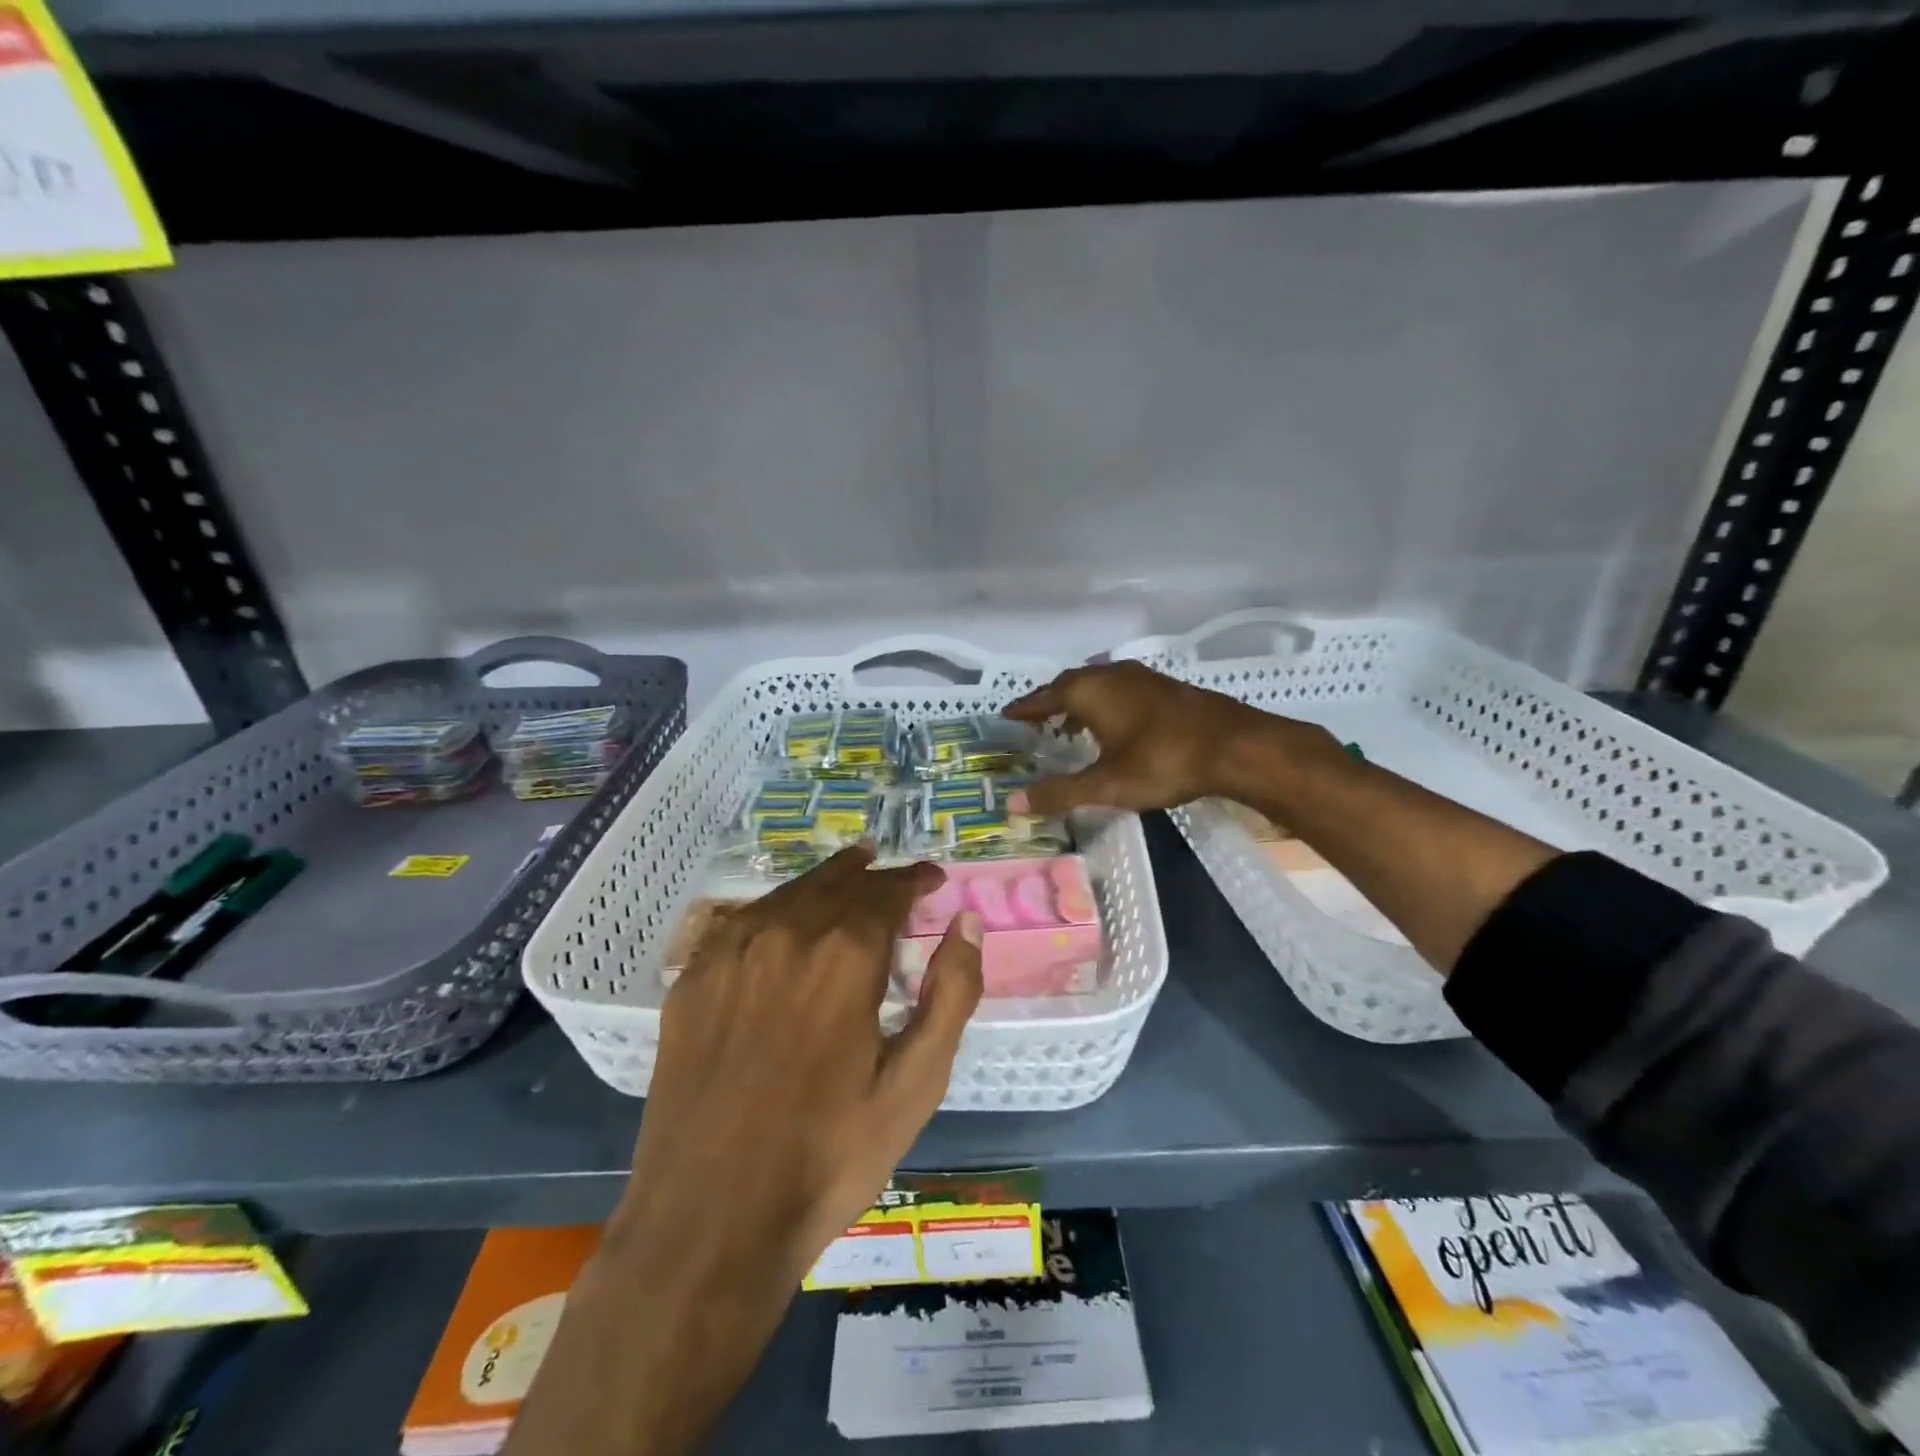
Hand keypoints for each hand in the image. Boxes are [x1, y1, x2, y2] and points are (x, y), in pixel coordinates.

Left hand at [505, 848, 981, 1455]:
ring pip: (787, 895)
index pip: (888, 892)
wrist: (710, 1222)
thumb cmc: (829, 1157)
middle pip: (837, 883)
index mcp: (845, 956)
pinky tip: (780, 917)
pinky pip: (741, 922)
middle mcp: (786, 935)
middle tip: (891, 870)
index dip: (914, 880)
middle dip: (871, 873)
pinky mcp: (692, 981)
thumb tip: (966, 923)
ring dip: (823, 882)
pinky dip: (773, 908)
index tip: (932, 878)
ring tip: (845, 875)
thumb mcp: (915, 1084)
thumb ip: (950, 994)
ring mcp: (730, 954)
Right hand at [1003, 660, 1327, 816]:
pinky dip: (1106, 703)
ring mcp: (1142, 678)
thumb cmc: (1163, 761)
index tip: (1007, 715)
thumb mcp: (1106, 784)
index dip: (1025, 707)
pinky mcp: (1166, 688)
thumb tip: (1012, 804)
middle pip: (1070, 684)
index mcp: (1090, 691)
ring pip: (1098, 684)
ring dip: (1080, 701)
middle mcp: (1112, 675)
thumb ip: (1060, 794)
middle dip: (1051, 701)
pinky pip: (1121, 689)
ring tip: (1070, 724)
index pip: (1045, 696)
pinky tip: (1114, 725)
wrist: (1235, 746)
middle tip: (1035, 720)